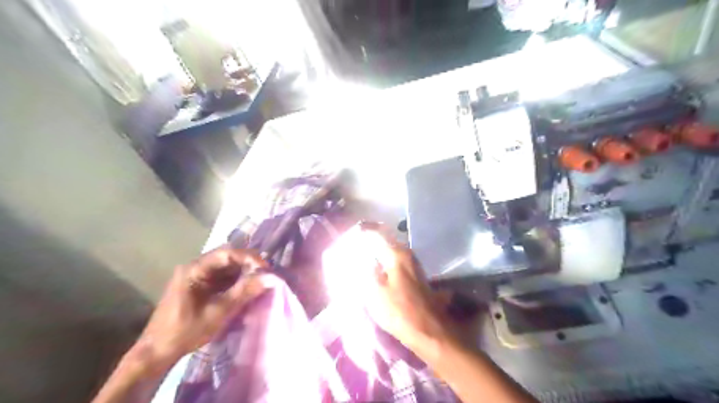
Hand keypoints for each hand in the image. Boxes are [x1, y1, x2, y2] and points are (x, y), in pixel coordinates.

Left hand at [132, 246, 266, 370]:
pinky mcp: (200, 285)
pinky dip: (237, 280)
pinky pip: (223, 276)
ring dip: (244, 272)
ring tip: (260, 281)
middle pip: (228, 257)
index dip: (249, 257)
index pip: (227, 253)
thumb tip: (270, 278)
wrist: (157, 353)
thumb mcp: (218, 312)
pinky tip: (248, 288)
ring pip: (227, 266)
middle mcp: (195, 267)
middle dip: (249, 264)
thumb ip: (244, 292)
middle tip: (266, 274)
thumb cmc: (185, 332)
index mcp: (194, 270)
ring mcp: (197, 276)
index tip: (266, 269)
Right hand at [366, 229, 453, 350]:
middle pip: (387, 241)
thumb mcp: (376, 292)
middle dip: (371, 240)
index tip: (354, 231)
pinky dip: (384, 262)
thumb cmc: (400, 311)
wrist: (430, 332)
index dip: (365, 230)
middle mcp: (408, 255)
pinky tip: (376, 271)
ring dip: (378, 252)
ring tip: (362, 257)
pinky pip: (395, 262)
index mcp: (397, 254)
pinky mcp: (415, 277)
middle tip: (354, 245)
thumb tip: (363, 257)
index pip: (379, 233)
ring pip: (391, 252)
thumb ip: (367, 271)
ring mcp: (413, 266)